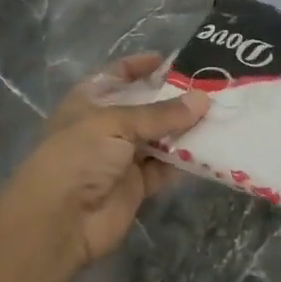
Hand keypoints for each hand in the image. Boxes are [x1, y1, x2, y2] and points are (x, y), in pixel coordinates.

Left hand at [0, 53, 209, 270]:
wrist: (60, 221)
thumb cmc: (79, 156)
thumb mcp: (116, 123)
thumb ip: (161, 113)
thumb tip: (202, 100)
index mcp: (89, 102)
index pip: (118, 75)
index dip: (142, 66)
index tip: (176, 61)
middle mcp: (105, 126)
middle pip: (144, 107)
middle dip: (174, 99)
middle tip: (212, 88)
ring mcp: (121, 158)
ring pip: (159, 137)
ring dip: (184, 129)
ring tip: (220, 114)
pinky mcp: (136, 186)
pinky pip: (165, 167)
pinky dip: (185, 160)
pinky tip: (211, 148)